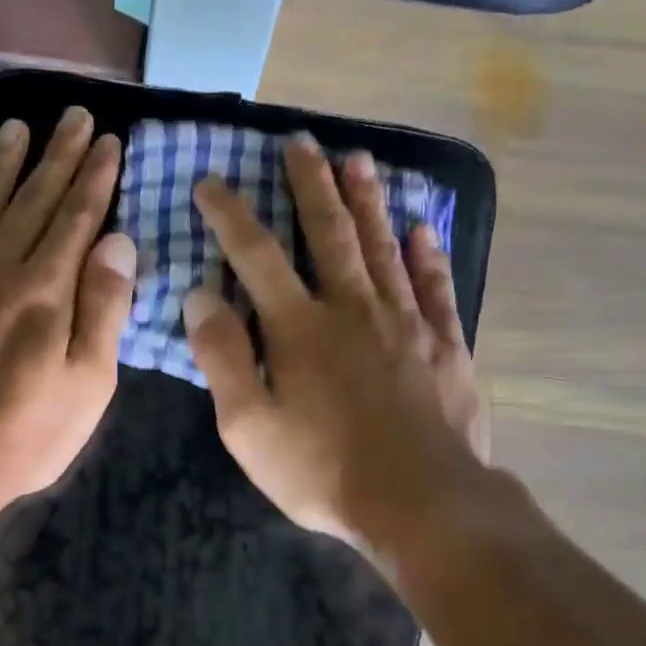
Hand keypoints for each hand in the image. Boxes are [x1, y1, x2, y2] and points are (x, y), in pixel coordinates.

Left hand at [0, 107, 136, 522]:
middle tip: (72, 115)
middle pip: (32, 201)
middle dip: (57, 156)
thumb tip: (117, 240)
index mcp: (45, 290)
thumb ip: (104, 308)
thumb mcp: (88, 383)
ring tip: (17, 129)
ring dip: (2, 167)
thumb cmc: (26, 432)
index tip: (107, 140)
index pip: (76, 218)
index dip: (93, 178)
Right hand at [185, 136, 489, 550]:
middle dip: (310, 185)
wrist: (420, 503)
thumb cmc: (322, 471)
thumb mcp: (248, 426)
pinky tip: (422, 228)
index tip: (211, 182)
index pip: (256, 255)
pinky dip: (428, 255)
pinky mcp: (446, 346)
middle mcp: (353, 309)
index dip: (230, 215)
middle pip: (328, 233)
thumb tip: (200, 295)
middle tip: (301, 142)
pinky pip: (436, 287)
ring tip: (357, 159)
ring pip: (383, 247)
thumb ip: (223, 357)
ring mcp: (406, 323)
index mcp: (299, 328)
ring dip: (367, 201)